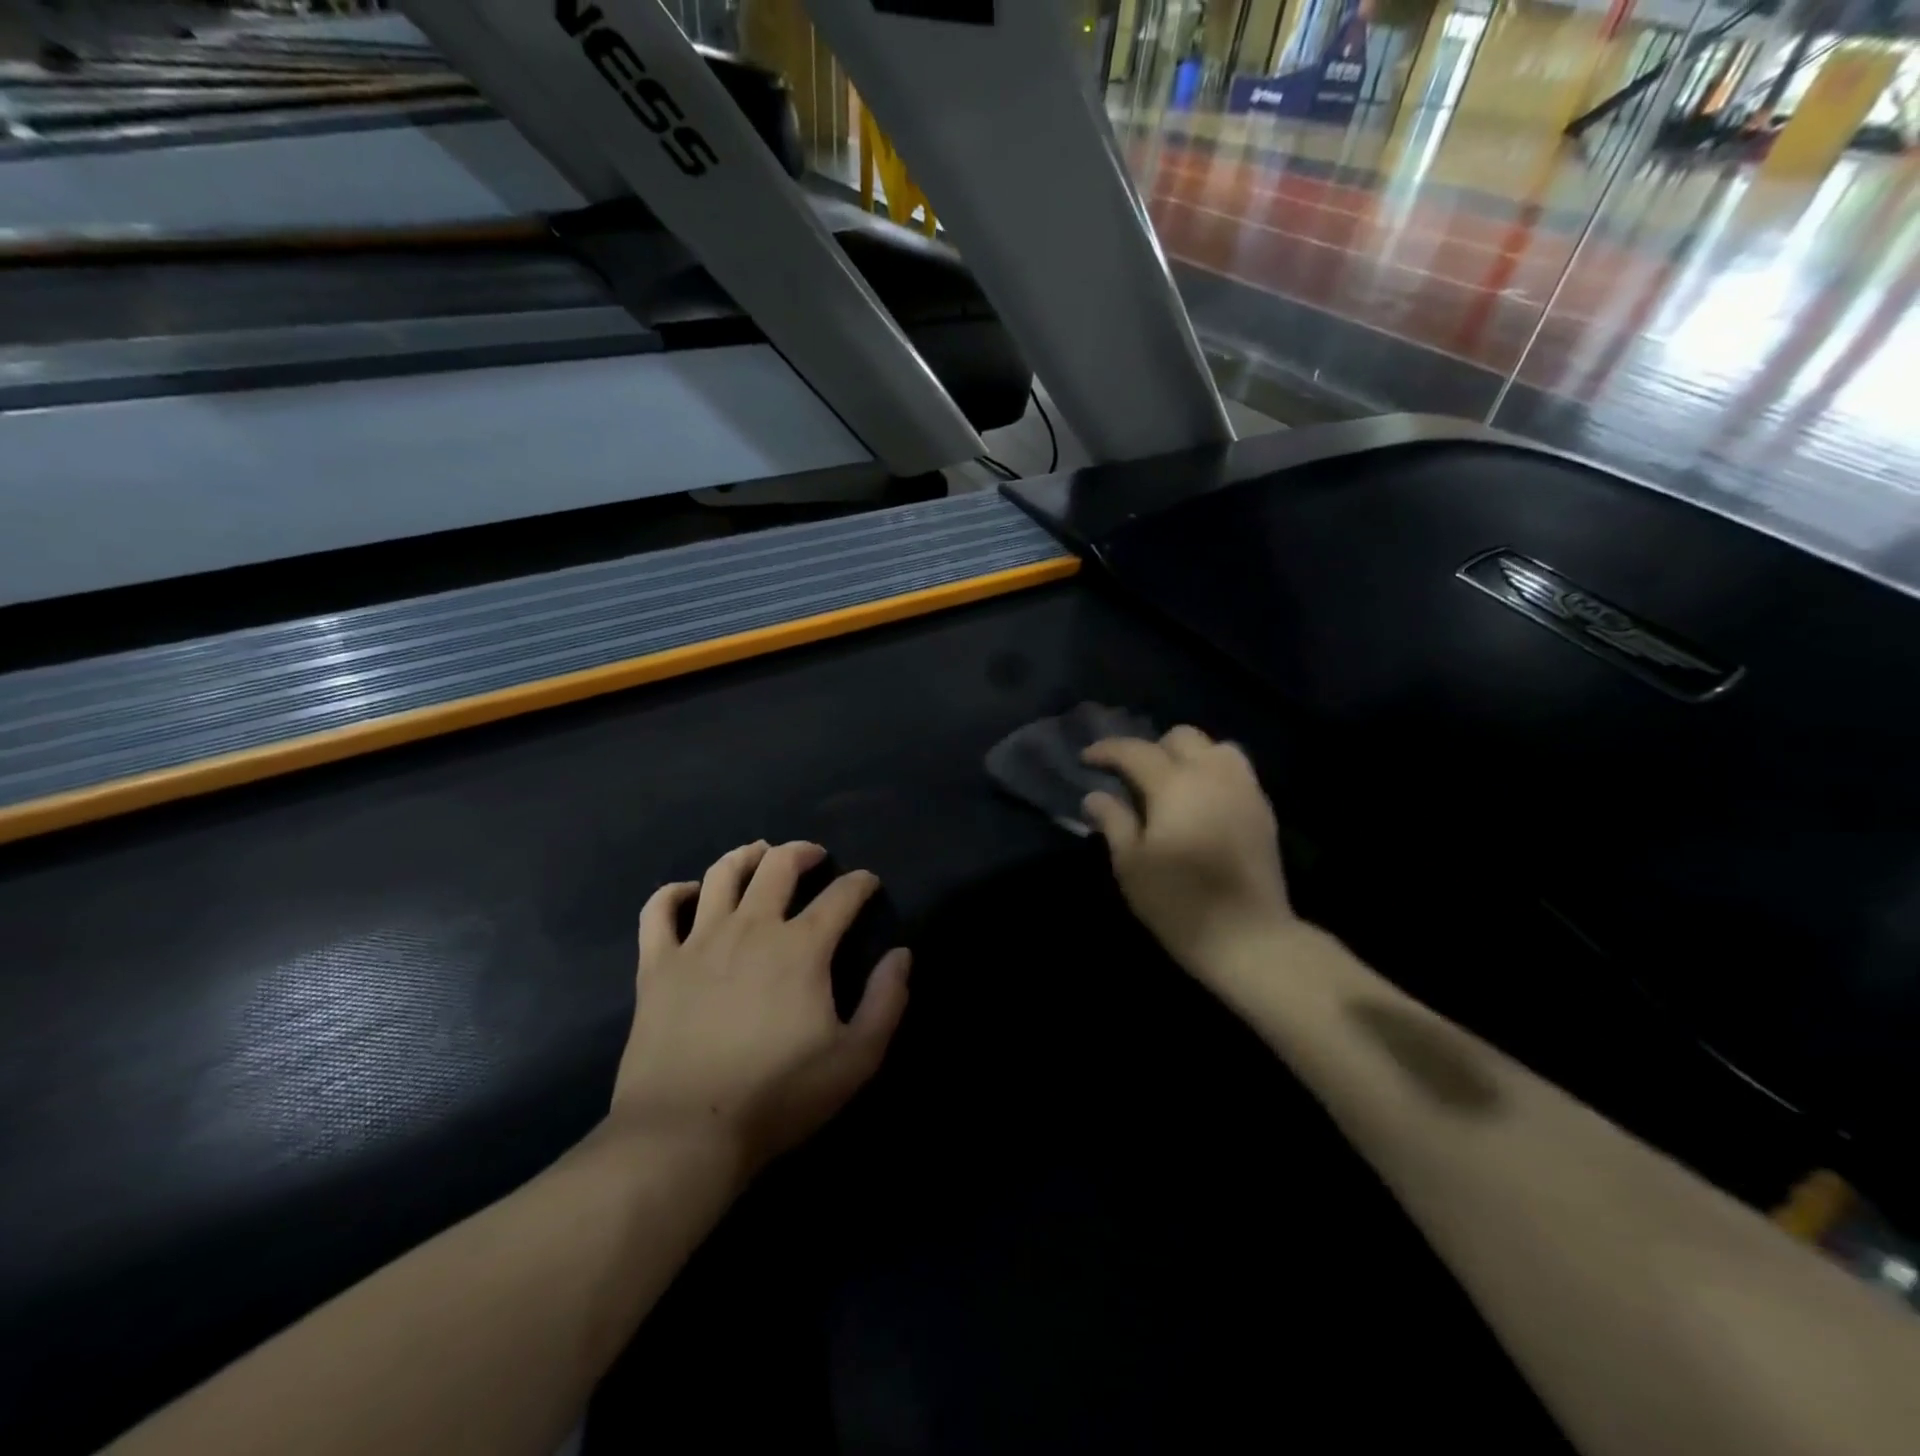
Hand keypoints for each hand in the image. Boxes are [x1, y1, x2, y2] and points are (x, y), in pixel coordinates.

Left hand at [612, 841, 910, 1175]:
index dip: (860, 883)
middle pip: (779, 865)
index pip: (841, 896)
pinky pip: (659, 910)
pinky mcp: (657, 965)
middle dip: (803, 852)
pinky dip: (674, 893)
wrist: (686, 1132)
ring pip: (722, 873)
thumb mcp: (855, 1059)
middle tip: (815, 857)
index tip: (868, 883)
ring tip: (760, 855)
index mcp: (801, 947)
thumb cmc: (778, 1096)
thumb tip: (901, 955)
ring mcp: (698, 941)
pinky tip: (690, 893)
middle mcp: (751, 928)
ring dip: (746, 856)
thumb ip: (886, 1001)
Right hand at [1082, 727, 1296, 975]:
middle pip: (1181, 737)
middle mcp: (1213, 774)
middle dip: (1152, 748)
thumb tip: (1095, 796)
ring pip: (1217, 748)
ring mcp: (1244, 790)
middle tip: (1133, 777)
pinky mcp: (1263, 810)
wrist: (1248, 936)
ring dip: (1190, 756)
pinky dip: (1214, 774)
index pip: (1135, 751)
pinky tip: (1201, 803)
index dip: (1107, 750)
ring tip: (1173, 784)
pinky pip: (1237, 772)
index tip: (1086, 759)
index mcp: (1175, 784)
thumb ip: (1113, 821)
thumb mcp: (1131, 864)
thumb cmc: (1178, 901)